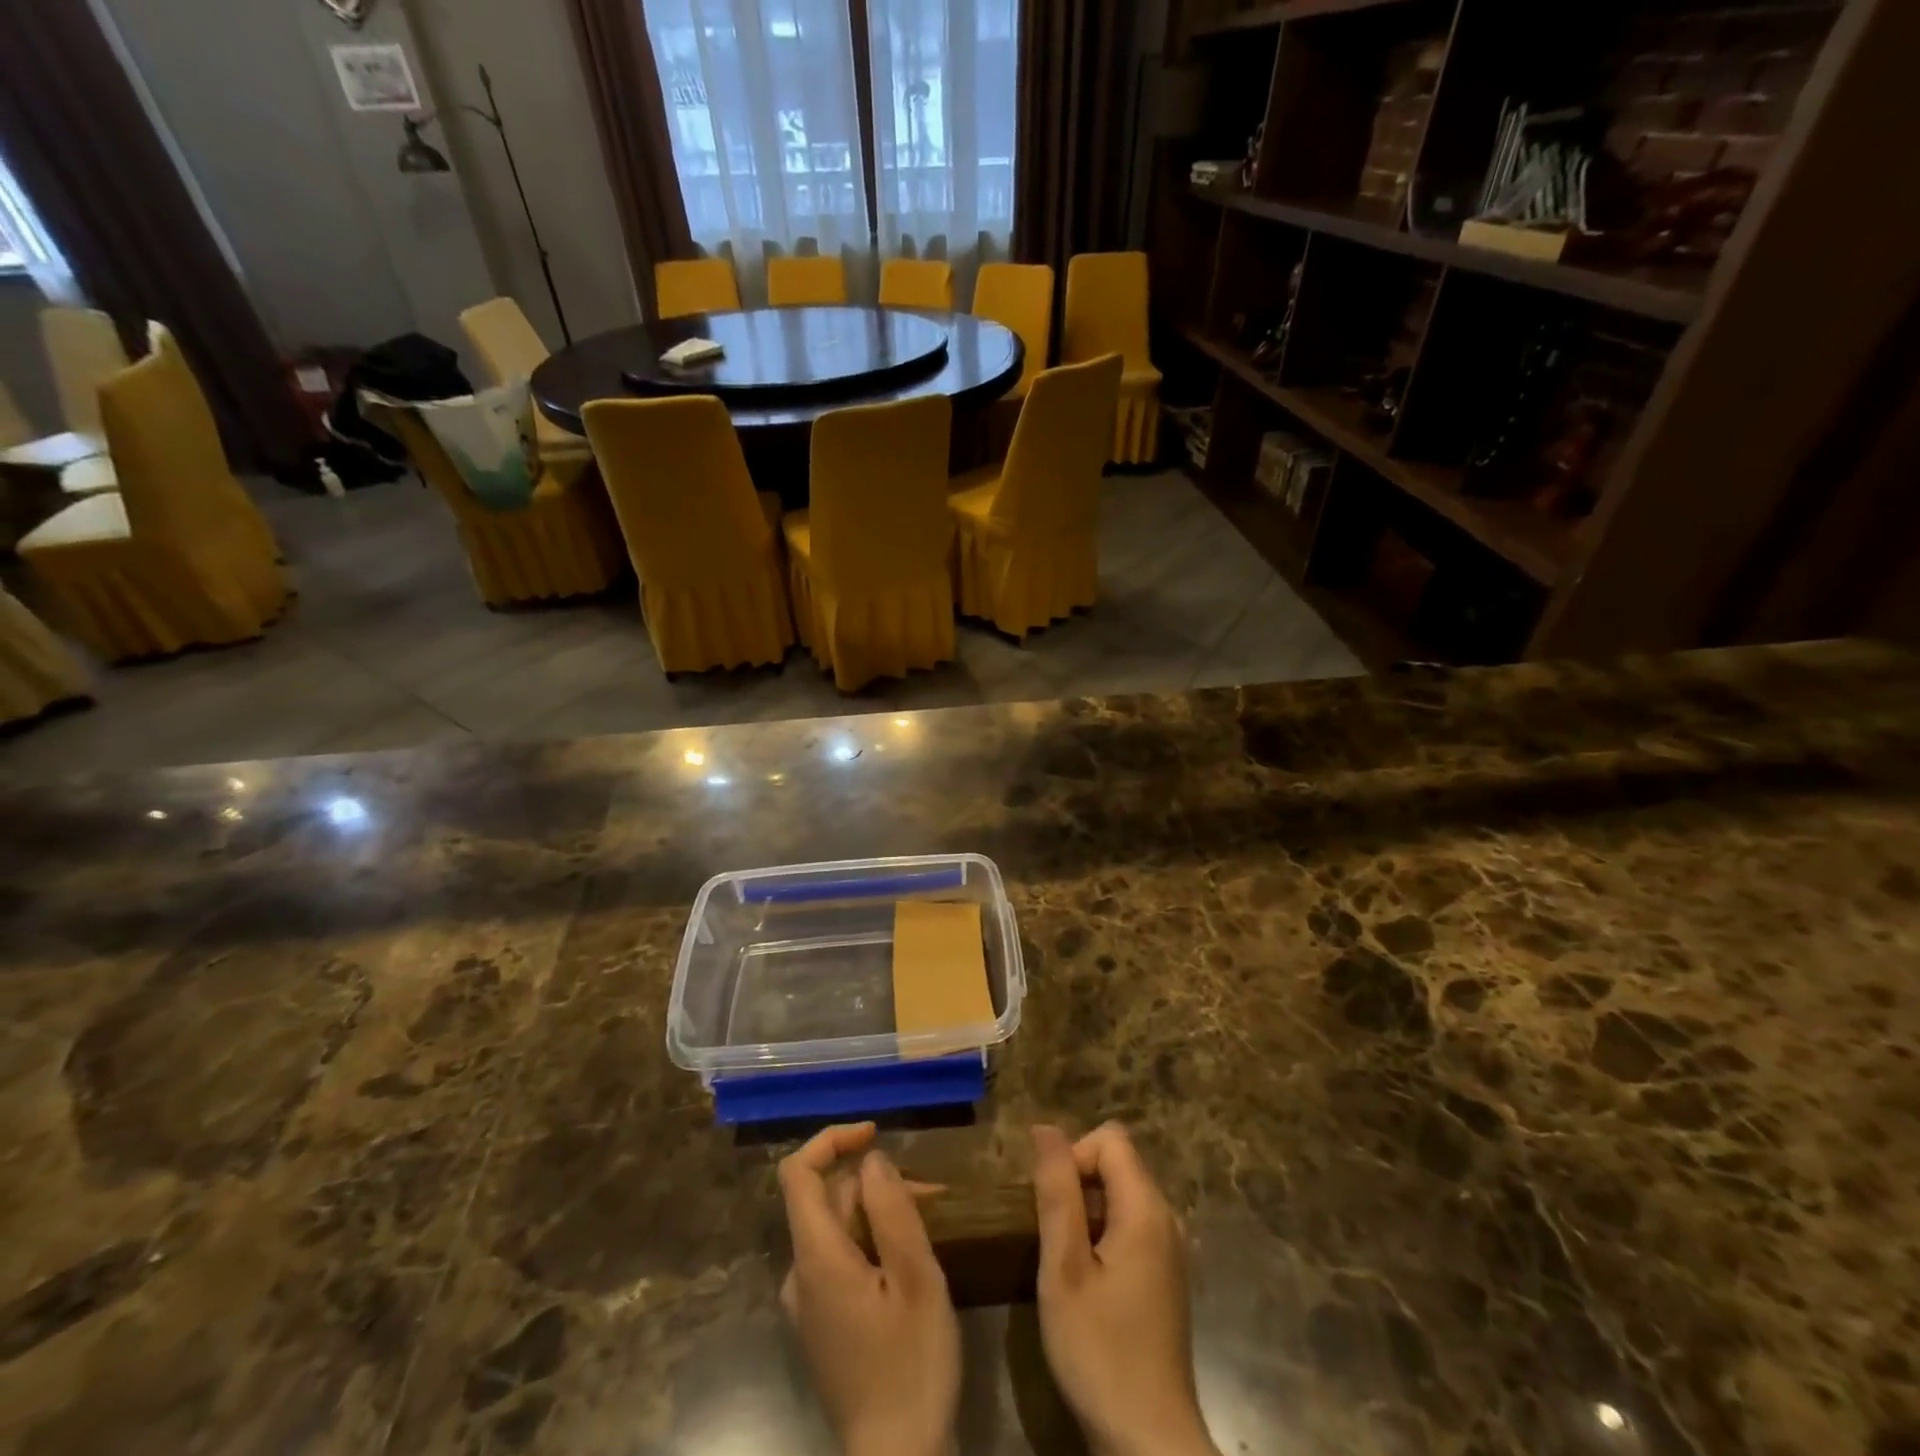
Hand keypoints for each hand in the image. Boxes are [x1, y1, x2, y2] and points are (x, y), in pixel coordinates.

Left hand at [778, 1122, 959, 1455]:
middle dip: (876, 1184)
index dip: (831, 1140)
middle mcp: (800, 1275)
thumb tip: (871, 1160)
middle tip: (931, 1195)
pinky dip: (873, 1243)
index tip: (874, 1133)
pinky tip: (910, 1260)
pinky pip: (841, 1261)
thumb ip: (891, 1210)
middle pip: (828, 1201)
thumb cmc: (911, 1364)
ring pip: (839, 1230)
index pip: (798, 1174)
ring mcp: (808, 1304)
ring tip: (931, 1223)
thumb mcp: (916, 1278)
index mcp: (815, 1259)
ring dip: (880, 1213)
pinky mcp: (823, 1325)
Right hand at [1032, 1122, 1219, 1455]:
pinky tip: (1087, 1285)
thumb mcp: (1064, 1267)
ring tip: (1064, 1262)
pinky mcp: (1166, 1278)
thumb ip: (1056, 1191)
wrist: (1149, 1443)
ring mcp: (1170, 1250)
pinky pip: (1131, 1227)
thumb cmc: (1100, 1351)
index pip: (1109, 1138)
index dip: (1073, 1156)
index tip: (1051, 1206)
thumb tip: (1045, 1127)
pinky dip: (1102, 1237)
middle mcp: (1167, 1218)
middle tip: (1051, 1238)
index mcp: (1146, 1208)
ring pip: (1121, 1196)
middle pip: (1117, 1164)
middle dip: (1077, 1184)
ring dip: (1086, 1213)